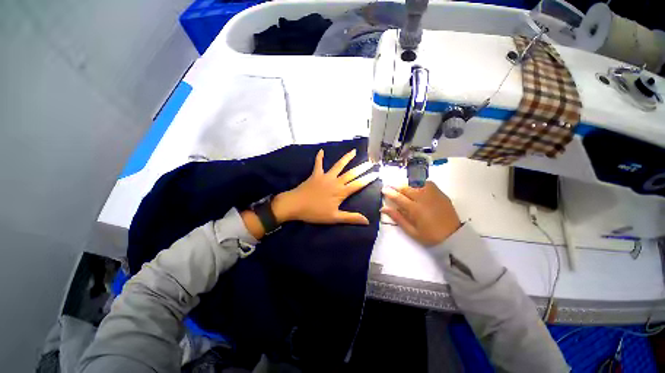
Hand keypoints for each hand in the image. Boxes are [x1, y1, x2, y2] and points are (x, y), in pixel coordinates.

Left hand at [273, 149, 377, 224]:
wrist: (296, 204)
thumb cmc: (315, 212)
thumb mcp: (334, 218)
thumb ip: (351, 218)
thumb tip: (367, 221)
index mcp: (341, 192)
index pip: (358, 185)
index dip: (368, 179)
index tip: (376, 173)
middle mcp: (335, 182)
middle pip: (351, 174)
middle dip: (362, 168)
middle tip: (370, 162)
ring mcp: (325, 176)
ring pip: (338, 166)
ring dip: (346, 158)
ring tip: (353, 151)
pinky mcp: (315, 175)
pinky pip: (318, 164)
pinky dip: (320, 157)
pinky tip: (322, 151)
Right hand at [381, 181, 461, 246]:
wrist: (454, 236)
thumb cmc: (430, 236)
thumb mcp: (411, 231)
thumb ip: (397, 218)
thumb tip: (383, 208)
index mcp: (415, 209)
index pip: (398, 197)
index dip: (389, 193)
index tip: (383, 190)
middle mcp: (423, 198)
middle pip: (406, 188)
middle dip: (396, 186)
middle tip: (390, 186)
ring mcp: (433, 194)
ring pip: (416, 183)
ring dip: (406, 183)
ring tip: (402, 186)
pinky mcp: (440, 193)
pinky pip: (427, 183)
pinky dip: (419, 182)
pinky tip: (416, 185)